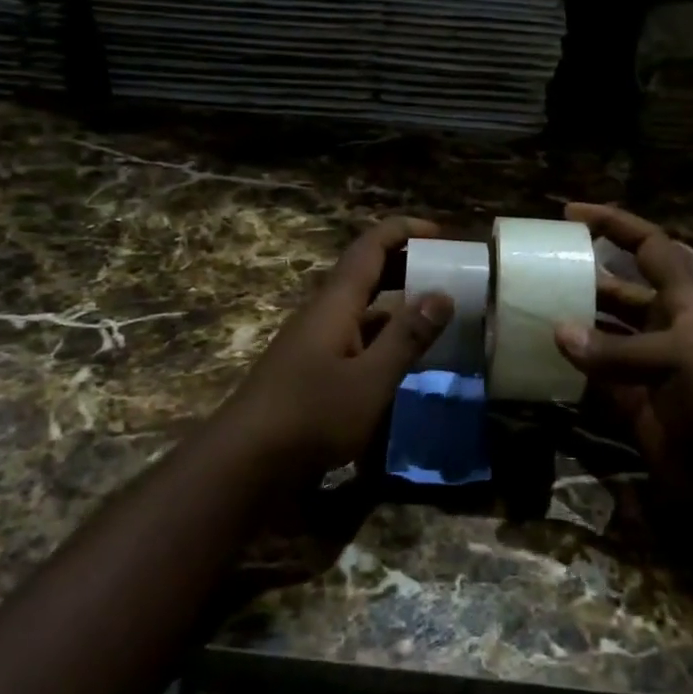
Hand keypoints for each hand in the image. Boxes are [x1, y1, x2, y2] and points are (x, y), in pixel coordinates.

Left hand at [215, 216, 453, 477]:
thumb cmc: (311, 415)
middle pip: (366, 272)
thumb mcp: (371, 379)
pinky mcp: (313, 370)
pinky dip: (384, 336)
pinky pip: (355, 337)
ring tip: (436, 311)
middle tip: (447, 270)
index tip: (441, 232)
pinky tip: (404, 357)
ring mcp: (315, 342)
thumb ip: (407, 337)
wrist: (245, 462)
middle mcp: (324, 313)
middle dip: (406, 263)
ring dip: (397, 301)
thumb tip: (443, 294)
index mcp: (336, 302)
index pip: (371, 246)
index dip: (404, 231)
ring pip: (362, 307)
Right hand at [555, 203, 692, 535]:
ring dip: (569, 322)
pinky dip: (567, 367)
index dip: (615, 224)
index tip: (571, 214)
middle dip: (581, 276)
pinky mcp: (628, 399)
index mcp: (683, 301)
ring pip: (598, 331)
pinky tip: (537, 358)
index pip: (649, 246)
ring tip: (527, 310)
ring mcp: (643, 363)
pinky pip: (590, 374)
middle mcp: (661, 325)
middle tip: (536, 270)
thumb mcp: (678, 360)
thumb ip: (614, 349)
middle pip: (616, 288)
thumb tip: (557, 332)